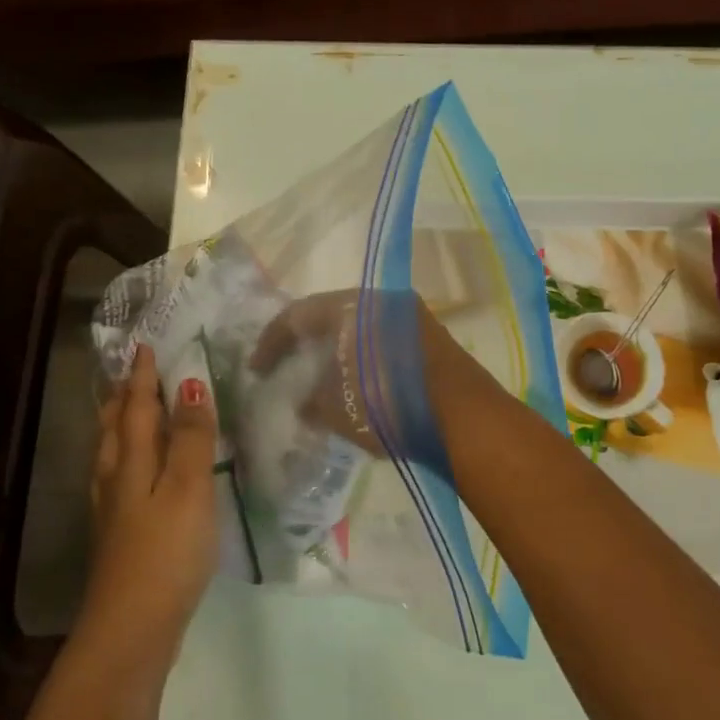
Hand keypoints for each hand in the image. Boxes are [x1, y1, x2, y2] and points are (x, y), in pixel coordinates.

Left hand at [84, 345, 218, 660]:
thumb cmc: (167, 552)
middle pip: (115, 429)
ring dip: (119, 426)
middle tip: (131, 375)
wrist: (132, 627)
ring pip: (111, 455)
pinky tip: (132, 476)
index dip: (143, 378)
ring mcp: (113, 511)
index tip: (144, 347)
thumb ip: (192, 439)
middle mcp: (115, 480)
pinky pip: (117, 479)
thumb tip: (190, 385)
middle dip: (123, 398)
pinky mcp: (118, 536)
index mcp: (133, 463)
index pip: (138, 408)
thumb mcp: (189, 490)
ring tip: (126, 413)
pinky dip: (124, 460)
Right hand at [249, 289, 494, 463]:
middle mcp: (383, 301)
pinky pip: (383, 342)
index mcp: (352, 306)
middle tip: (286, 366)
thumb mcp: (337, 409)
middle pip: (330, 316)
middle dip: (304, 342)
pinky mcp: (432, 340)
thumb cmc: (389, 406)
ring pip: (359, 328)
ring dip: (336, 351)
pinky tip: (358, 384)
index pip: (298, 314)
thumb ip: (310, 401)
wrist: (464, 418)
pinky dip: (362, 358)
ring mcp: (412, 318)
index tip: (256, 369)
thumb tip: (304, 403)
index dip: (271, 342)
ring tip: (320, 380)